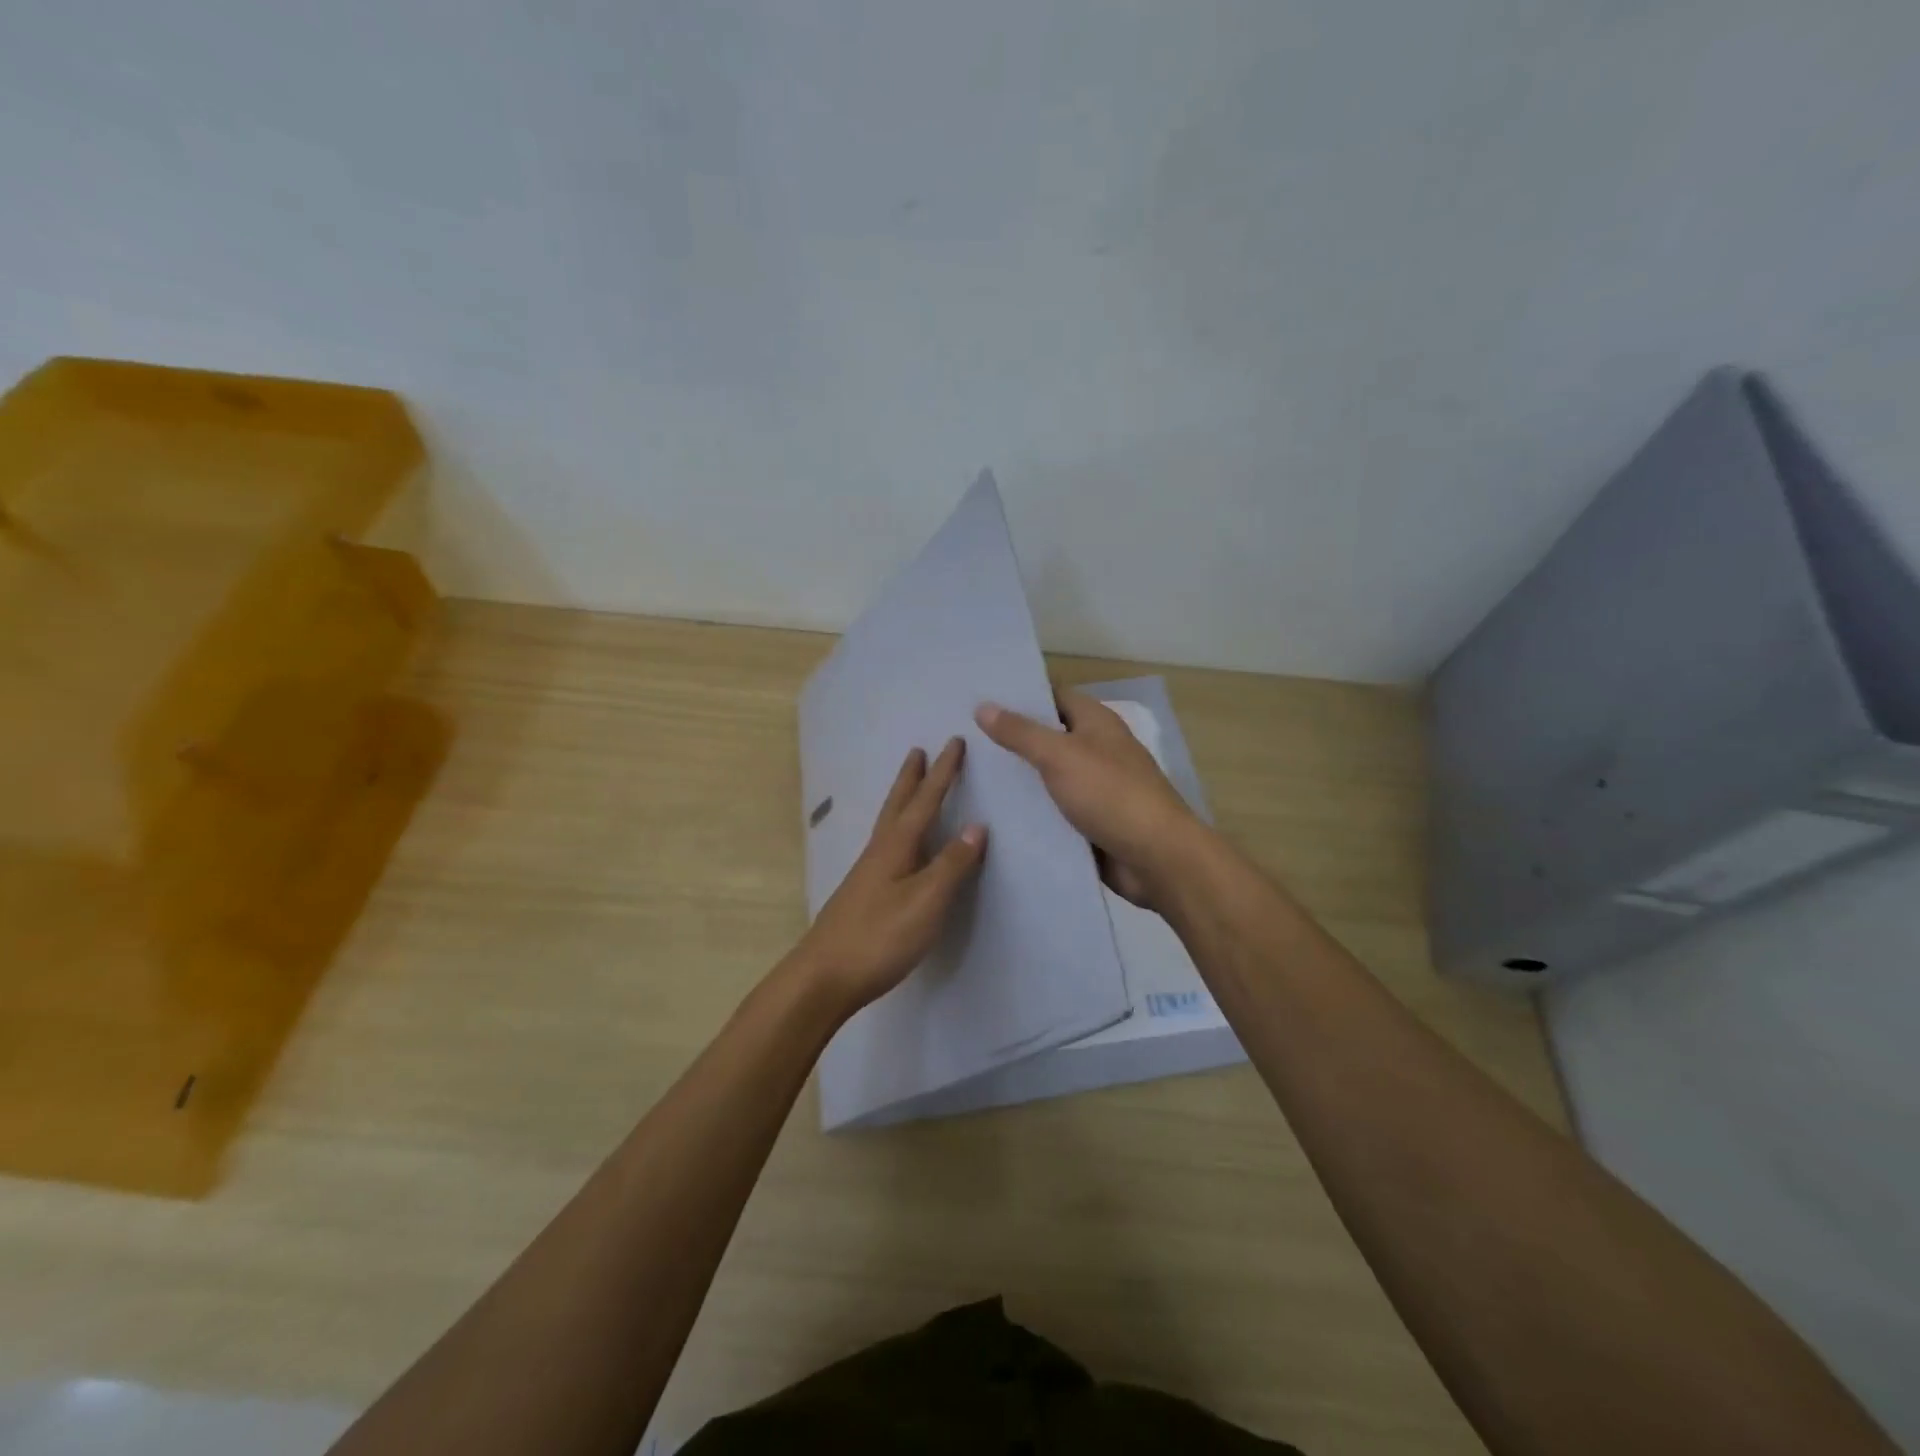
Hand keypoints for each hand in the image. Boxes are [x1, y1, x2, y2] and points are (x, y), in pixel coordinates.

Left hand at [789, 737, 987, 1016]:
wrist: (823, 977)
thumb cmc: (880, 937)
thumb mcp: (926, 901)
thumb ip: (952, 864)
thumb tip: (978, 826)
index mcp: (896, 847)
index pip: (925, 801)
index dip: (943, 772)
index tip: (954, 742)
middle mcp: (879, 851)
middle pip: (898, 804)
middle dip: (912, 777)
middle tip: (919, 750)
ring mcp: (867, 873)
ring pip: (889, 823)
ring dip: (902, 799)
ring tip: (910, 785)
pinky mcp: (863, 893)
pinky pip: (886, 844)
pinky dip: (898, 828)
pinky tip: (898, 845)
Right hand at [975, 690, 1199, 907]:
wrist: (1156, 858)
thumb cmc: (1111, 794)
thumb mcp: (1060, 756)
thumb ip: (1021, 733)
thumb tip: (983, 707)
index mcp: (1097, 723)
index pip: (1053, 697)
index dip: (1020, 695)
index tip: (979, 698)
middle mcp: (1097, 750)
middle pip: (1048, 737)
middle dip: (1011, 738)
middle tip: (962, 738)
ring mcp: (1094, 788)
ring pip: (1048, 777)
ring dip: (1017, 778)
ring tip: (969, 774)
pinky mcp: (1090, 823)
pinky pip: (1054, 811)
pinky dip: (1030, 812)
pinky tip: (994, 814)